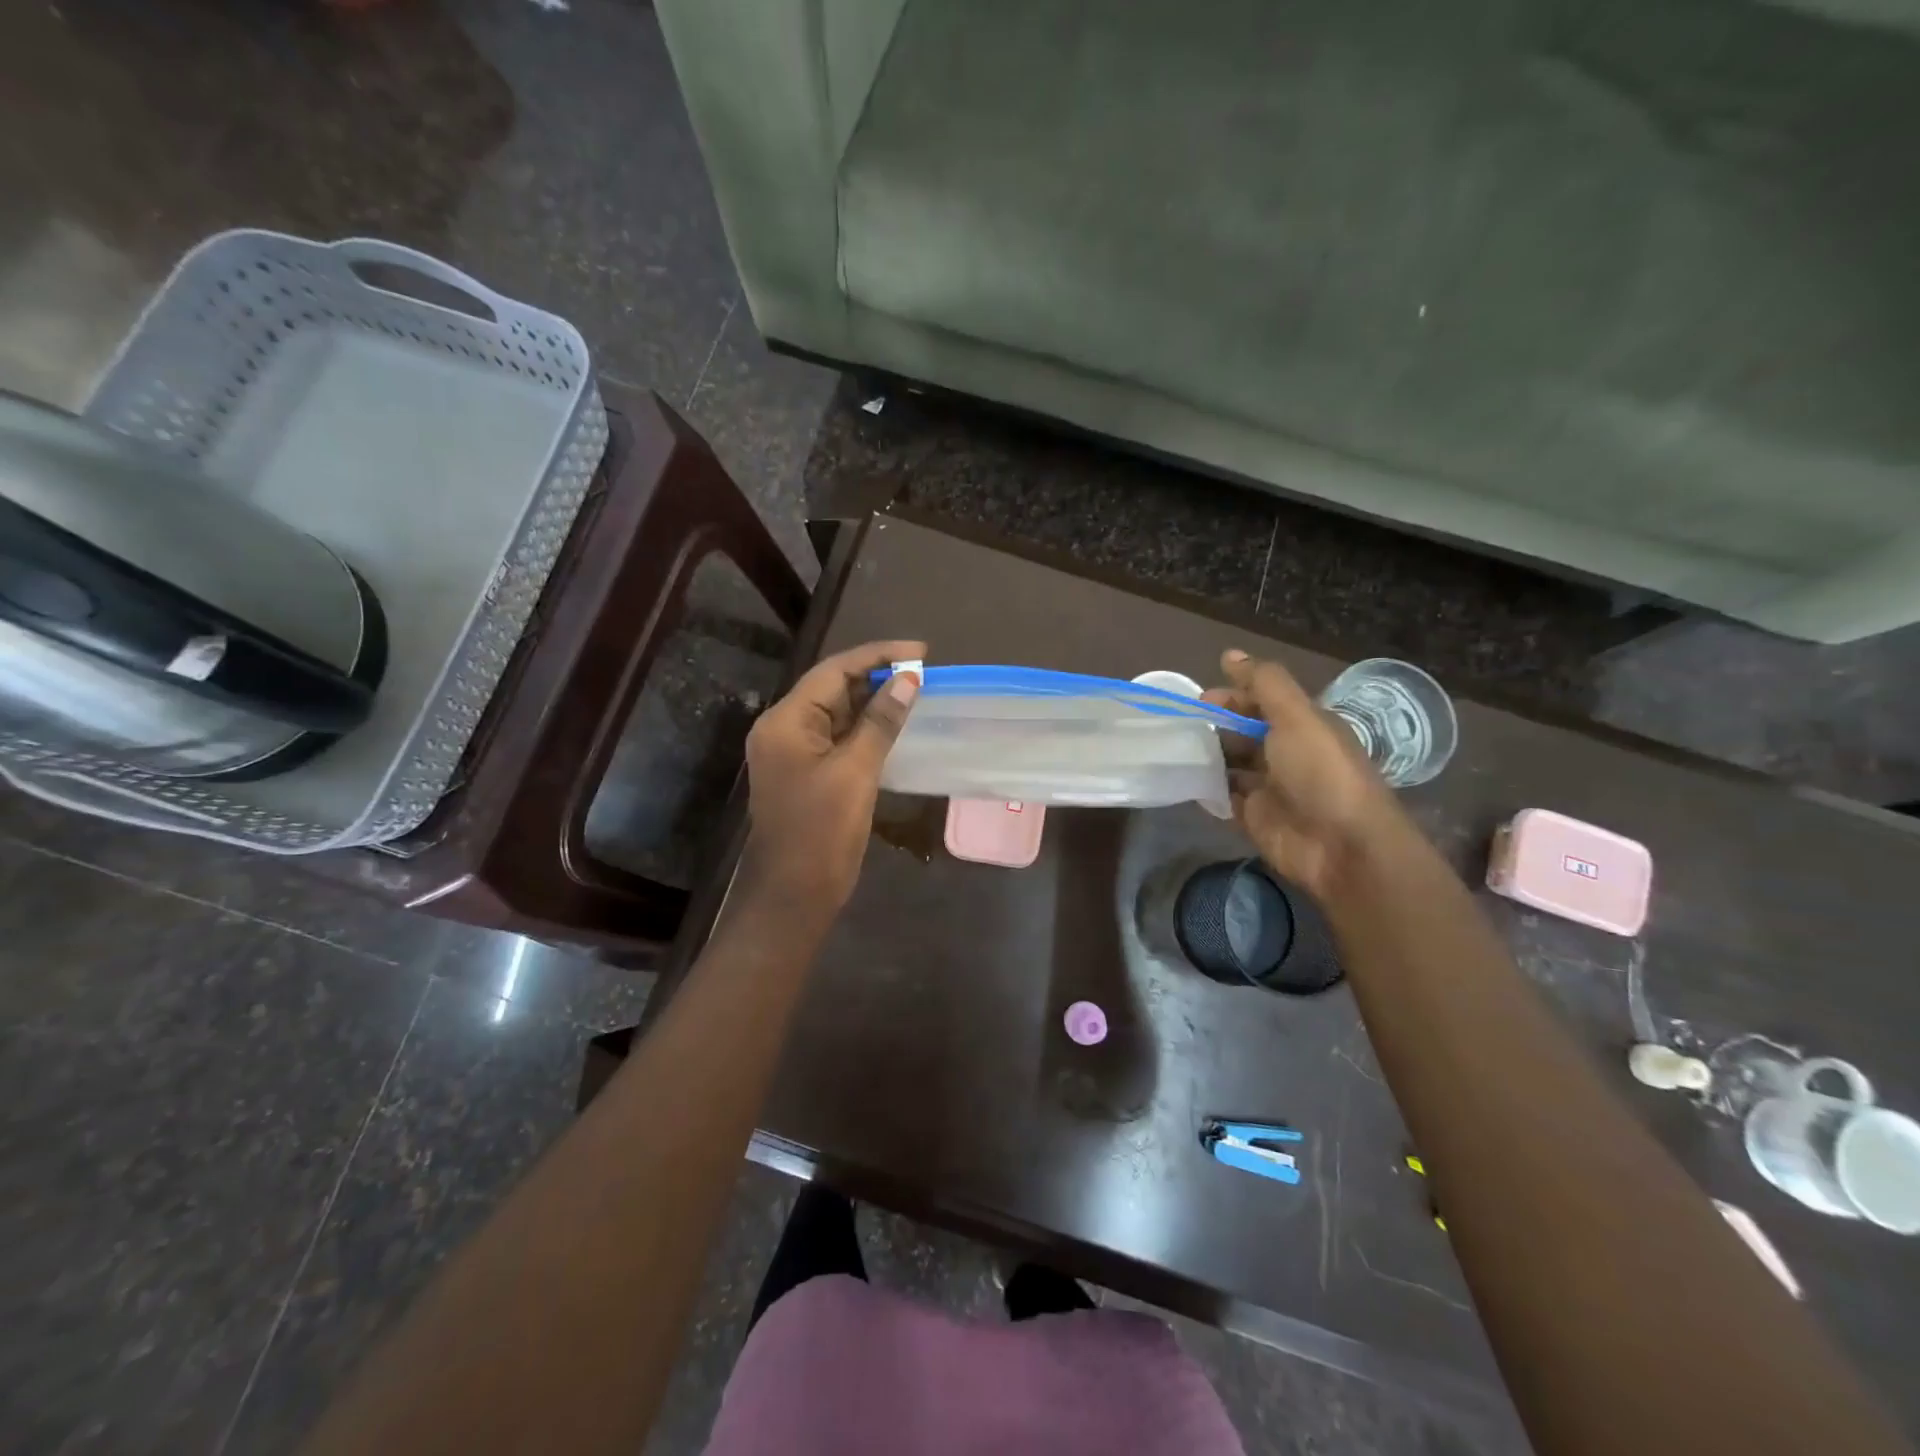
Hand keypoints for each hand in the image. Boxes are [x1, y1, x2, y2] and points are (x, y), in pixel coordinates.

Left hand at [739, 639, 924, 917]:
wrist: (794, 895)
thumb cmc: (821, 832)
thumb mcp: (855, 772)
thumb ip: (880, 721)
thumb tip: (908, 679)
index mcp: (786, 721)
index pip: (833, 670)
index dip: (878, 655)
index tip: (921, 652)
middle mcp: (785, 728)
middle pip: (833, 688)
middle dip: (877, 677)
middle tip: (924, 673)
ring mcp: (795, 752)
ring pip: (838, 713)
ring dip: (874, 702)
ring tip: (916, 693)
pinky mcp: (808, 773)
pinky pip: (839, 738)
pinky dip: (867, 729)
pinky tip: (896, 726)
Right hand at [1202, 649, 1401, 896]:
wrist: (1342, 847)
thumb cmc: (1321, 773)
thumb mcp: (1296, 717)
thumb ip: (1264, 684)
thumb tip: (1230, 653)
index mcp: (1303, 726)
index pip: (1263, 702)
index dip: (1234, 695)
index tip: (1201, 699)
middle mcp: (1286, 753)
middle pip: (1244, 732)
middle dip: (1215, 725)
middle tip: (1183, 725)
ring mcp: (1270, 787)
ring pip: (1231, 764)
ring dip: (1207, 756)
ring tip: (1175, 749)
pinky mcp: (1255, 818)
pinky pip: (1224, 798)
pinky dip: (1206, 789)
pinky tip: (1183, 779)